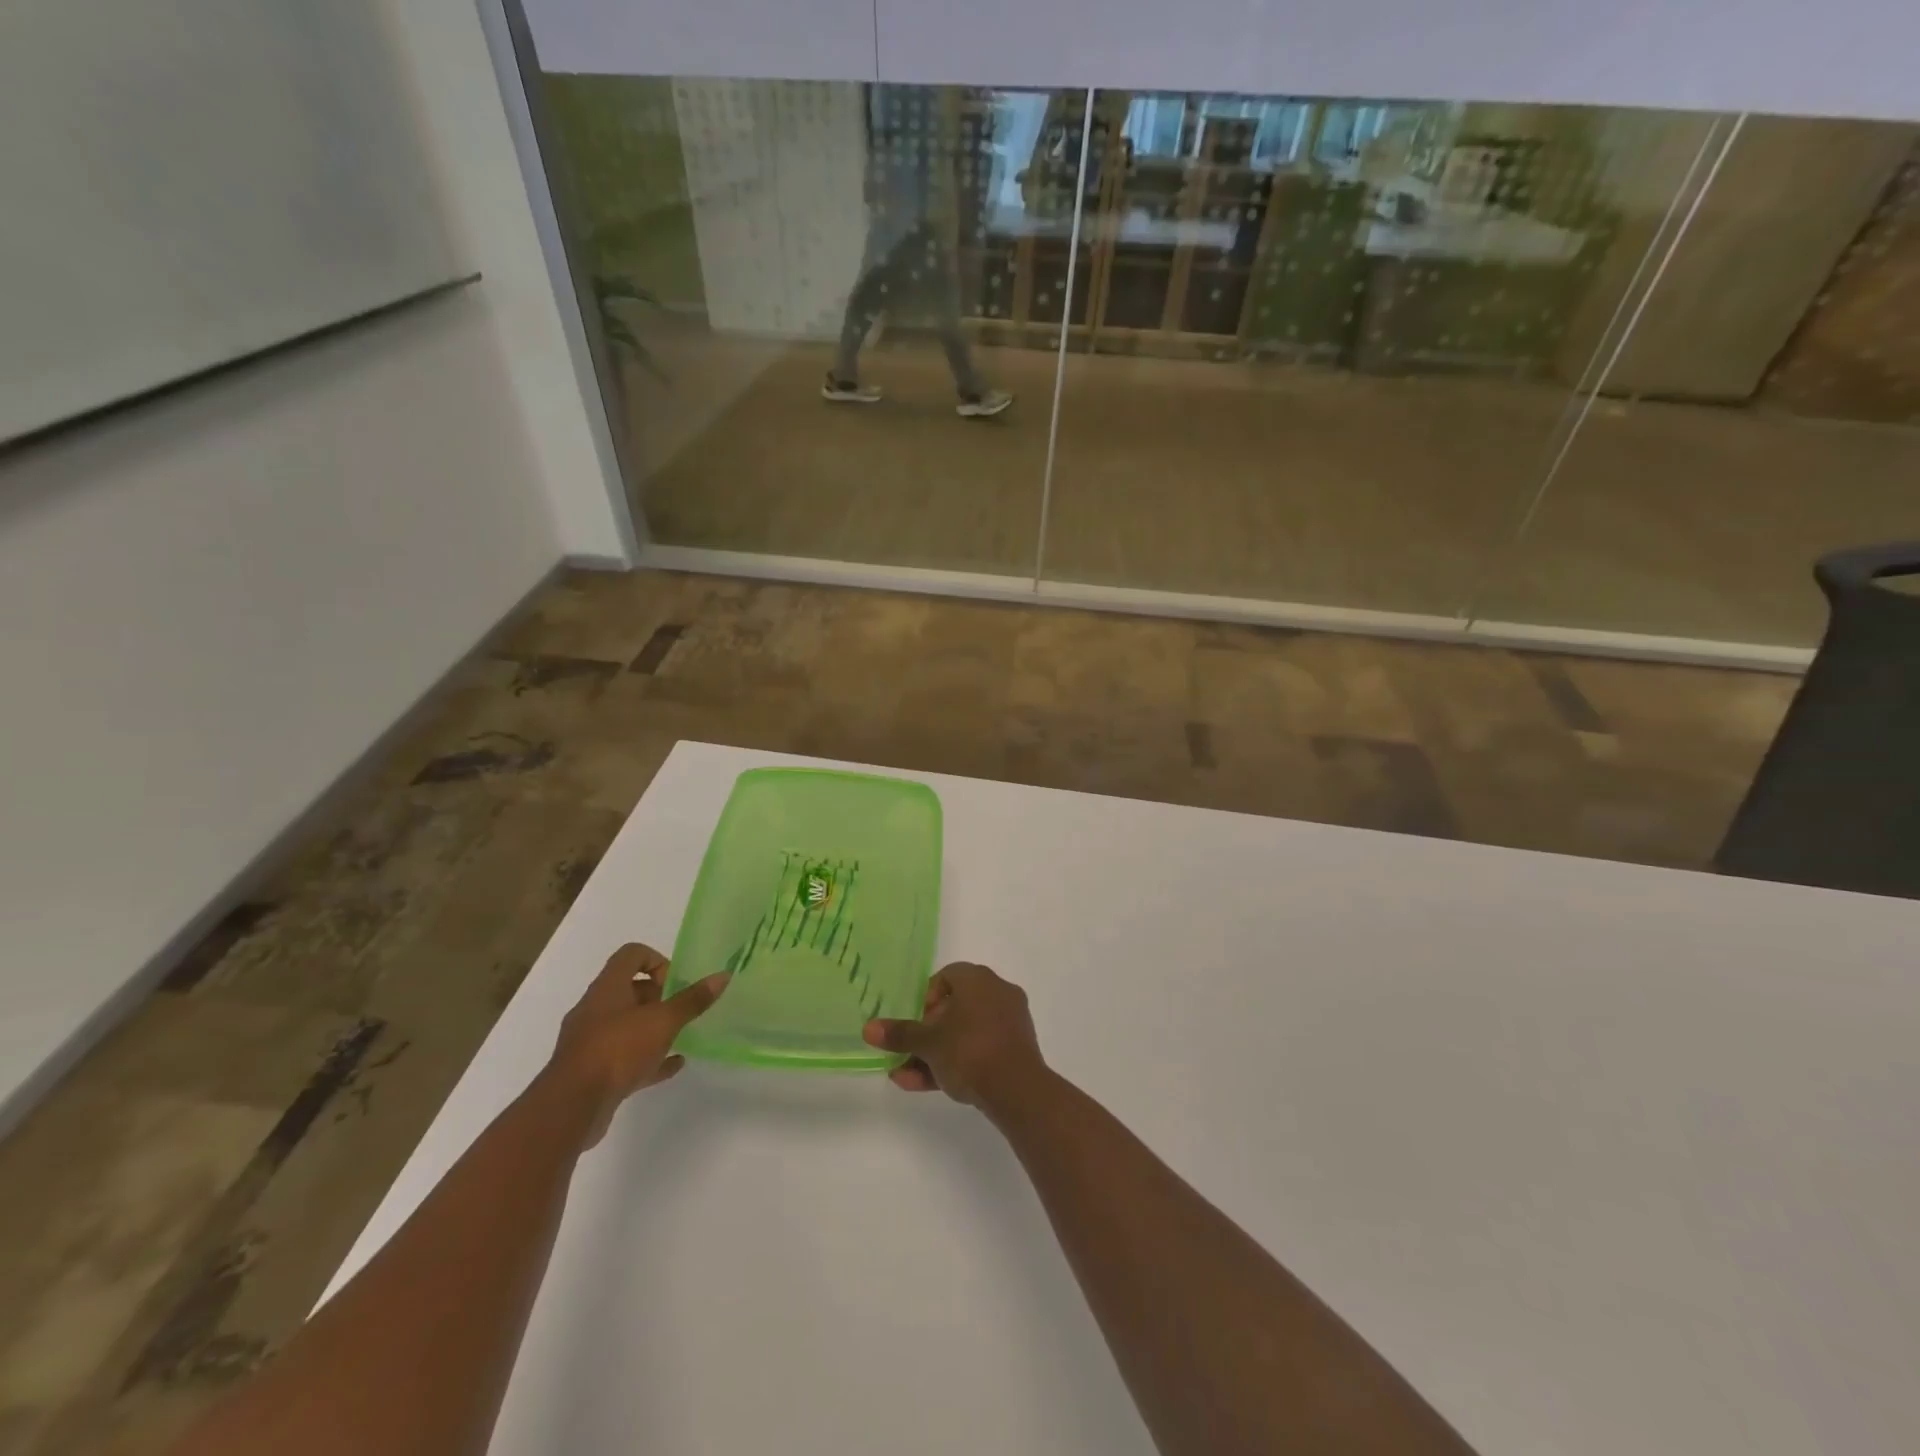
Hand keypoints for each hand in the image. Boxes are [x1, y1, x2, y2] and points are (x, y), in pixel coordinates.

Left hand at [545, 943, 728, 1144]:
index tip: (675, 982)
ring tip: (681, 1036)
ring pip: (627, 1025)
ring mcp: (591, 1042)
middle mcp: (595, 1009)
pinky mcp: (592, 1071)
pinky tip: (673, 1065)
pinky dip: (649, 1057)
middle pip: (629, 990)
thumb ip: (692, 1000)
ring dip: (653, 1028)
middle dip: (659, 997)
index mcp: (608, 988)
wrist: (572, 1107)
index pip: (631, 955)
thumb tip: (722, 976)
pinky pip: (625, 1057)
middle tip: (682, 1010)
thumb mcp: (663, 1021)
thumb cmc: (618, 1049)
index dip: (657, 961)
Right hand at [862, 962, 1045, 1108]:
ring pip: (966, 1033)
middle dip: (927, 1033)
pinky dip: (958, 1062)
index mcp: (978, 979)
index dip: (925, 998)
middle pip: (955, 1007)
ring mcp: (1010, 1021)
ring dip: (937, 1053)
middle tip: (909, 1052)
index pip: (946, 977)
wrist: (1017, 1089)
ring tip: (908, 1077)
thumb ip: (900, 1034)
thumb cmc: (968, 1051)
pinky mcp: (1017, 1049)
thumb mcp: (928, 1043)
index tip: (915, 1023)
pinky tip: (930, 1086)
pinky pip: (982, 1049)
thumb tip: (868, 1028)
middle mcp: (997, 992)